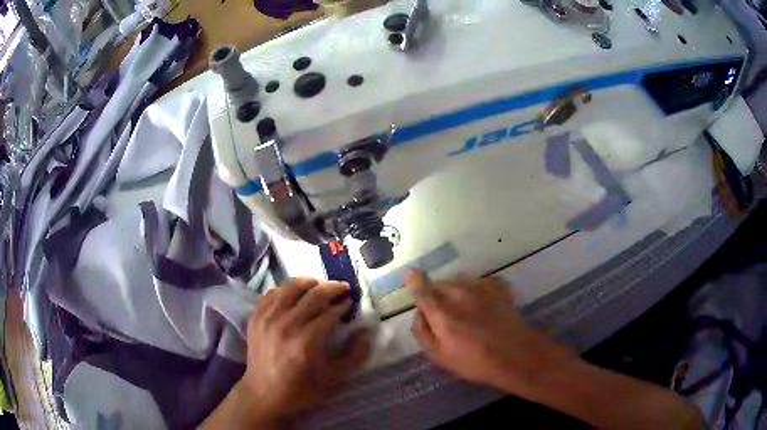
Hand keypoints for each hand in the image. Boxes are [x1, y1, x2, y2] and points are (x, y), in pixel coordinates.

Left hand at [240, 278, 371, 424]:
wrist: (264, 395)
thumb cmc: (301, 389)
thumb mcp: (334, 378)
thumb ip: (354, 355)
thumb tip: (366, 332)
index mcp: (307, 340)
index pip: (330, 312)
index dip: (344, 304)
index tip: (351, 302)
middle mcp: (286, 324)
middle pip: (313, 294)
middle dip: (332, 288)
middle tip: (342, 288)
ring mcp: (268, 318)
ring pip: (290, 288)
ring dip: (308, 282)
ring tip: (318, 285)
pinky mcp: (255, 318)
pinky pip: (271, 293)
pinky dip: (285, 289)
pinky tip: (293, 294)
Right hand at [406, 271, 571, 393]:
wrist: (516, 355)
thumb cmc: (475, 361)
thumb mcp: (440, 356)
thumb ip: (423, 332)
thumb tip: (417, 312)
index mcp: (442, 311)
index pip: (423, 288)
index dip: (415, 280)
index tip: (412, 275)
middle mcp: (459, 293)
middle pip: (440, 285)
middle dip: (436, 296)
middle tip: (444, 317)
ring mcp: (481, 287)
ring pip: (459, 282)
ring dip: (456, 293)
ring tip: (467, 314)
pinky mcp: (497, 286)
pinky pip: (478, 283)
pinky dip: (475, 291)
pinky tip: (482, 307)